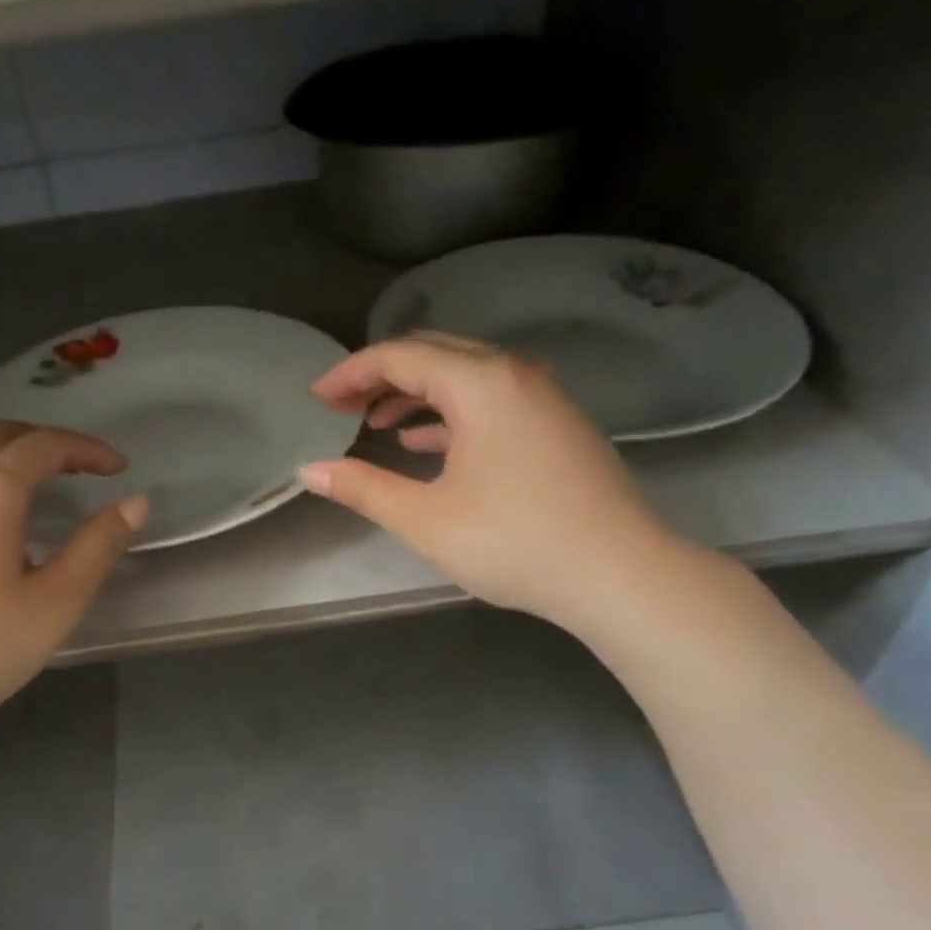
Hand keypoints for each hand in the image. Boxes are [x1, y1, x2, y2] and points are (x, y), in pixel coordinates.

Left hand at [0, 422, 146, 775]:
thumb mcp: (56, 601)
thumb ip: (99, 545)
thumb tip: (135, 503)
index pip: (46, 445)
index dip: (89, 450)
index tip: (119, 468)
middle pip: (0, 437)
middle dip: (47, 444)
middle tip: (82, 471)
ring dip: (8, 463)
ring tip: (37, 500)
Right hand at [299, 334, 681, 633]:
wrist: (620, 575)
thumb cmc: (515, 543)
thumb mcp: (426, 520)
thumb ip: (363, 489)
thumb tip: (310, 471)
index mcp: (480, 383)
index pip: (400, 356)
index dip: (350, 373)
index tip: (315, 397)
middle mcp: (514, 375)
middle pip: (433, 354)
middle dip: (380, 376)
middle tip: (339, 405)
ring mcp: (542, 399)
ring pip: (464, 377)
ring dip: (414, 394)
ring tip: (373, 424)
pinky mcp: (556, 426)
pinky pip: (490, 401)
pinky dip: (449, 414)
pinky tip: (425, 444)